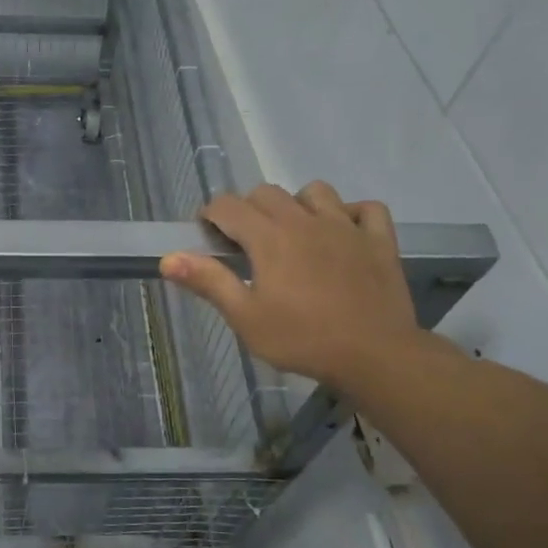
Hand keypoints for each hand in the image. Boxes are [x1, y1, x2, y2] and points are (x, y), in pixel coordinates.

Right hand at [160, 182, 423, 390]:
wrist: (375, 355)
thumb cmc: (302, 339)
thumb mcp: (246, 317)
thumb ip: (209, 282)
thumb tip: (168, 258)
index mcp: (269, 237)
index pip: (228, 205)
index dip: (211, 215)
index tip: (207, 236)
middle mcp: (305, 220)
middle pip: (267, 193)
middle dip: (248, 209)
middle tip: (245, 242)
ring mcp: (346, 226)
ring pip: (316, 192)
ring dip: (298, 204)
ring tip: (294, 233)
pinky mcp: (379, 240)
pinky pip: (367, 209)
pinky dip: (352, 214)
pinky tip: (343, 233)